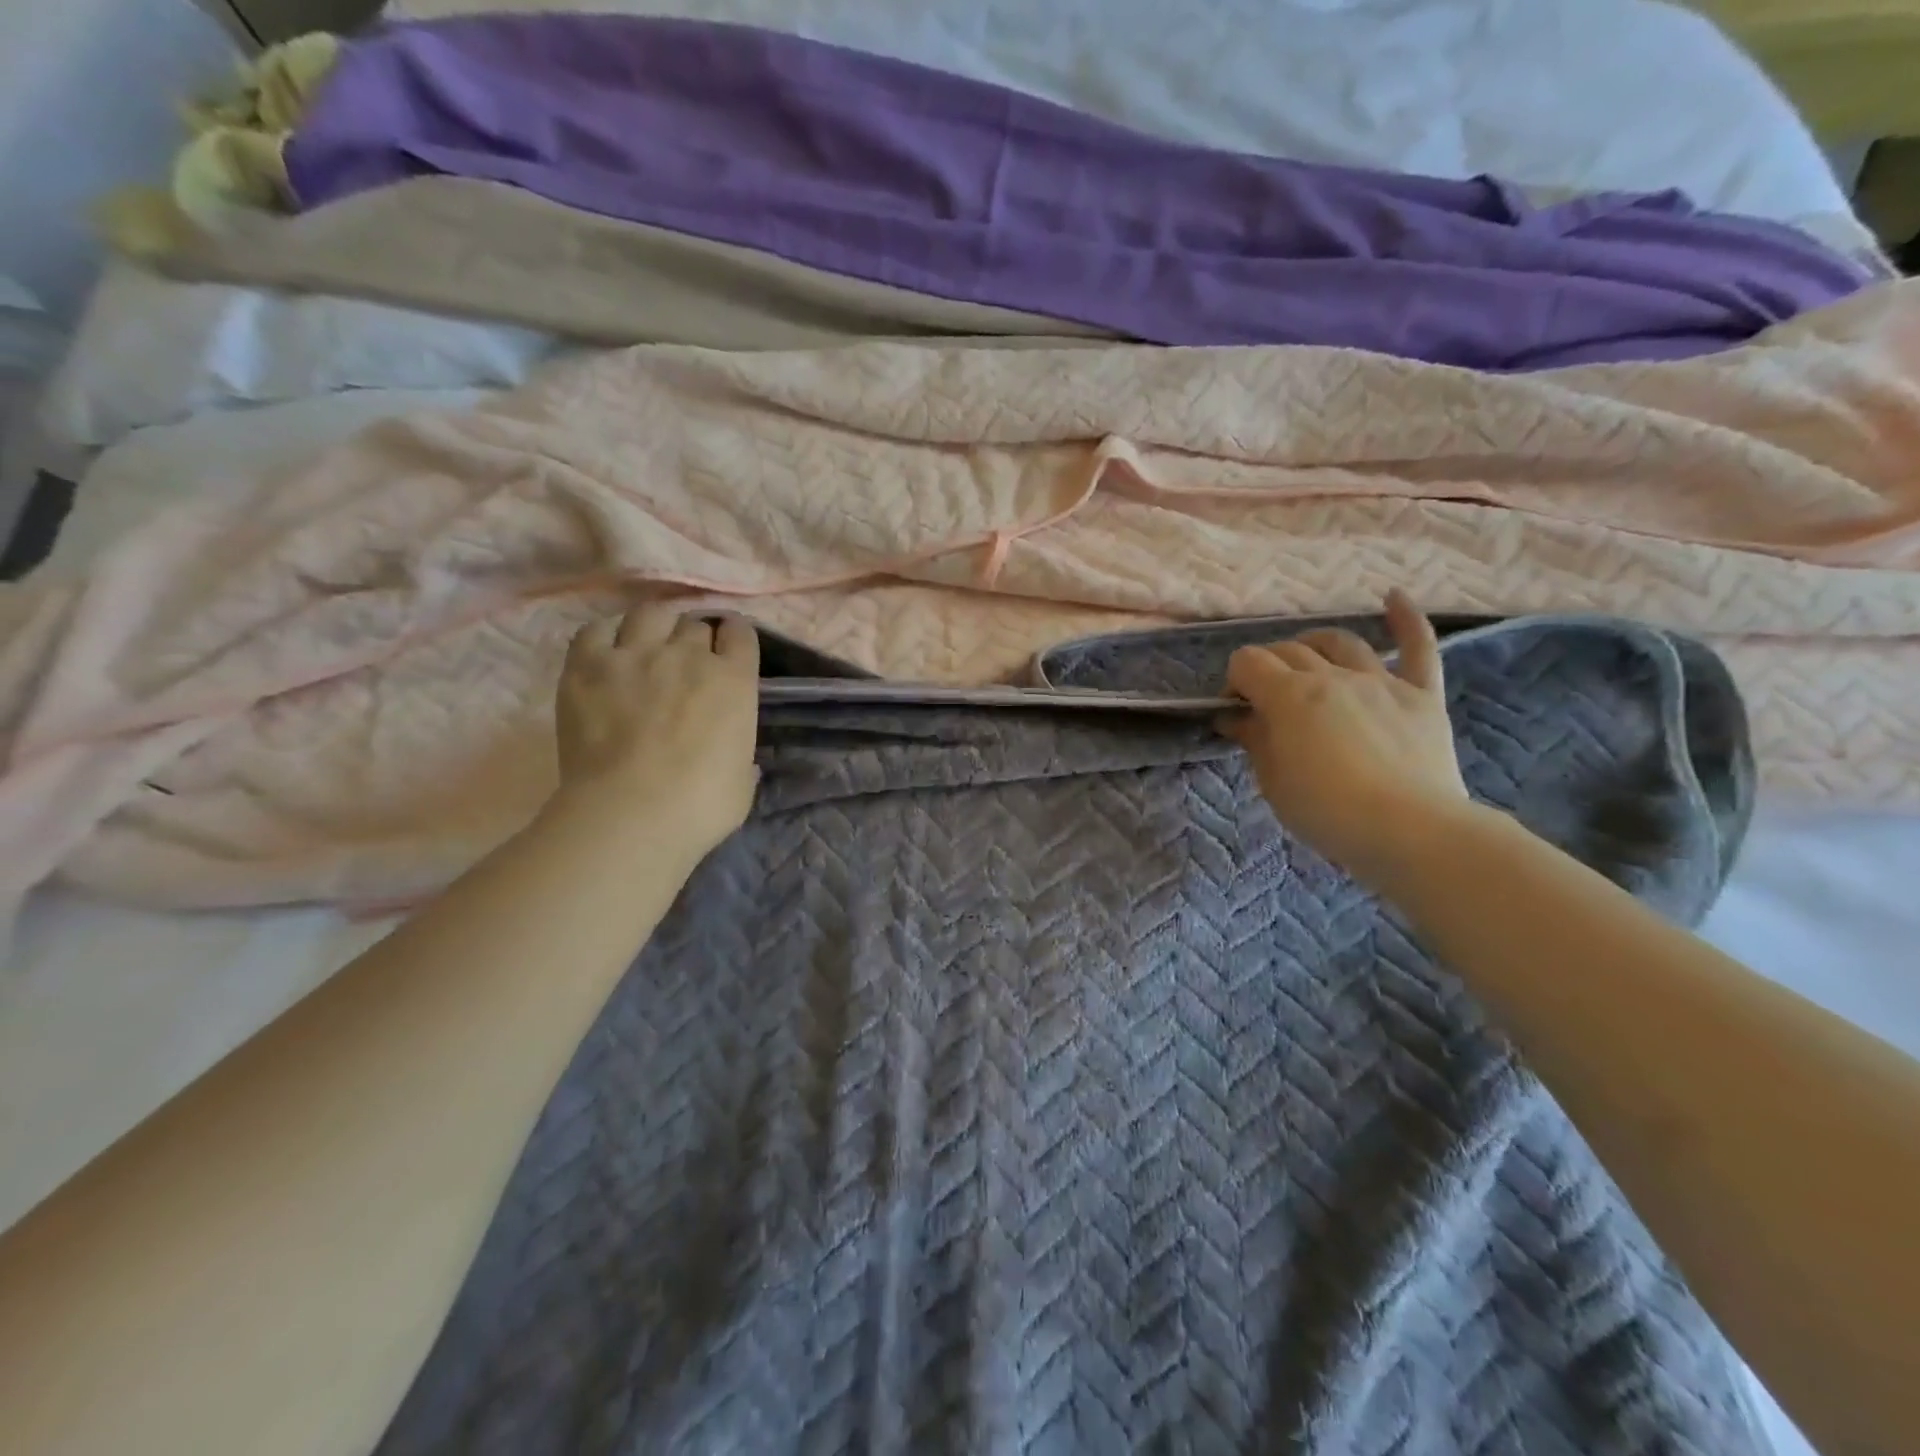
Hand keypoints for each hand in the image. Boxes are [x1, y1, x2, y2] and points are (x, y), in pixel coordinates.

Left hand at [550, 606, 760, 864]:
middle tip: (685, 659)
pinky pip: (596, 629)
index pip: (740, 633)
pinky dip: (606, 635)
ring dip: (655, 625)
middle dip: (693, 637)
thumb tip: (734, 756)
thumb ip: (740, 754)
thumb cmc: (701, 805)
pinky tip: (608, 651)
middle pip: (694, 623)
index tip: (728, 650)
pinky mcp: (587, 665)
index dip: (734, 638)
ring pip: (650, 613)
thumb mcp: (743, 780)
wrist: (632, 813)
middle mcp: (688, 654)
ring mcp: (636, 654)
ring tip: (648, 643)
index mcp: (734, 680)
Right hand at [1220, 591, 1468, 887]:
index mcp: (1290, 696)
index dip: (1234, 681)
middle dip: (1267, 668)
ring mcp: (1380, 681)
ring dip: (1314, 644)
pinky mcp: (1421, 694)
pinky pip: (1418, 647)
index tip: (1235, 709)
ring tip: (1304, 659)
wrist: (1410, 831)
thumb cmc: (1327, 811)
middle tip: (1263, 700)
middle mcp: (1332, 676)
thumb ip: (1253, 739)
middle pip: (1289, 651)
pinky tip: (1393, 597)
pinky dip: (1406, 619)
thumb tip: (1234, 717)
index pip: (1248, 663)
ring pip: (1340, 642)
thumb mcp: (1273, 780)